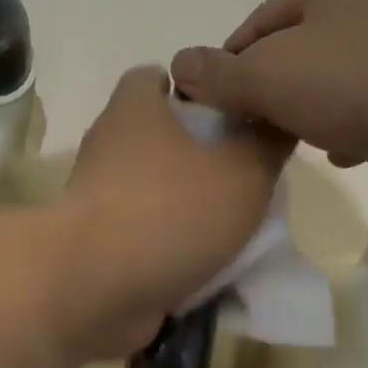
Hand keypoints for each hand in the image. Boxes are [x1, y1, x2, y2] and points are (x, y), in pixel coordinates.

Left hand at [61, 66, 291, 357]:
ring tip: (232, 226)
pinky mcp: (94, 244)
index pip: (153, 77)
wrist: (93, 289)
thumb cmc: (170, 212)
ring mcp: (96, 199)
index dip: (192, 88)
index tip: (229, 113)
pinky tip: (202, 264)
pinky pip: (139, 235)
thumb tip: (274, 118)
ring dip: (184, 206)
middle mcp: (107, 147)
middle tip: (243, 175)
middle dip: (197, 154)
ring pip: (148, 190)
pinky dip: (166, 246)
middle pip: (155, 136)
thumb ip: (267, 142)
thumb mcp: (244, 171)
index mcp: (134, 111)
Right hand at [169, 0, 367, 189]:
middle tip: (252, 131)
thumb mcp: (268, 76)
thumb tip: (178, 65)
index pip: (255, 26)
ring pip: (336, 79)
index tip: (212, 108)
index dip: (226, 67)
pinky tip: (345, 153)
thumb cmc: (358, 81)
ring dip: (311, 110)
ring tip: (294, 144)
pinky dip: (353, 125)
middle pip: (297, 51)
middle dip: (270, 92)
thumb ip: (219, 75)